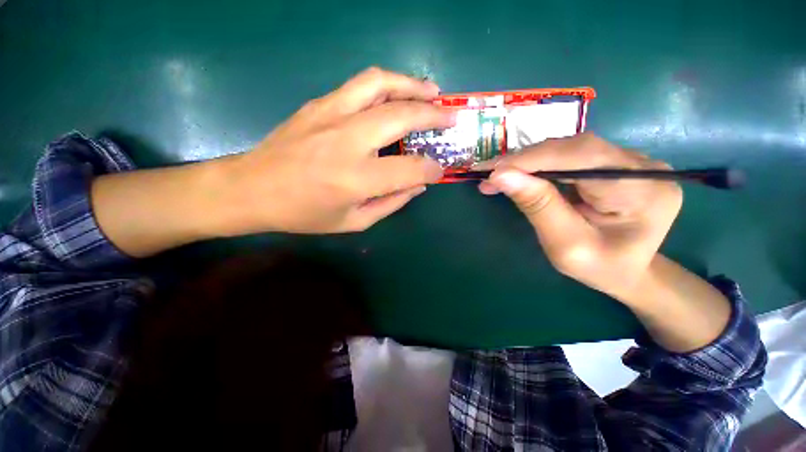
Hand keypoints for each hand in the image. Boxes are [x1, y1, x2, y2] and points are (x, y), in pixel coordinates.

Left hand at [220, 68, 454, 233]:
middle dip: (433, 116)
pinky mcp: (319, 104)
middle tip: (452, 116)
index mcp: (356, 179)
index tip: (440, 169)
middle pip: (401, 117)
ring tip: (432, 92)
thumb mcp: (354, 221)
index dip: (431, 169)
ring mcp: (330, 115)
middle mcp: (347, 141)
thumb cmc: (304, 213)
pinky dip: (387, 85)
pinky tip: (397, 93)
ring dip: (412, 85)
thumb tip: (418, 186)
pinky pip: (360, 85)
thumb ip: (391, 203)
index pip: (409, 169)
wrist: (251, 188)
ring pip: (380, 85)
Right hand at [480, 133, 682, 299]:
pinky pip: (570, 156)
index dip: (532, 160)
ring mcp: (631, 161)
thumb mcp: (565, 245)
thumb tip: (500, 176)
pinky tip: (518, 173)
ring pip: (569, 149)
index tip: (492, 171)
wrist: (630, 271)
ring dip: (528, 161)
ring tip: (497, 175)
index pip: (582, 157)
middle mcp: (643, 167)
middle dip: (525, 160)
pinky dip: (538, 164)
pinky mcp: (615, 163)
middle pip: (575, 148)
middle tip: (487, 173)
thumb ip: (538, 206)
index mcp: (643, 192)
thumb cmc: (600, 268)